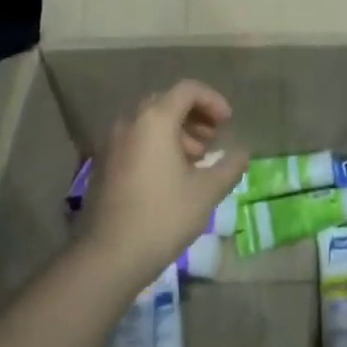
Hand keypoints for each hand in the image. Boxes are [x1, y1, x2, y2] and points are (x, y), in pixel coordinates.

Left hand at [81, 80, 248, 291]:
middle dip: (195, 116)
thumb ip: (229, 166)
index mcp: (155, 120)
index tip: (228, 123)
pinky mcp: (104, 164)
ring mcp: (113, 143)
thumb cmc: (163, 217)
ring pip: (150, 122)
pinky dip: (158, 144)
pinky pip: (136, 139)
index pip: (188, 90)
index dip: (213, 100)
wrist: (108, 256)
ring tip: (196, 161)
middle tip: (213, 141)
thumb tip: (242, 153)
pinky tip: (171, 175)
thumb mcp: (206, 192)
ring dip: (177, 131)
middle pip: (167, 102)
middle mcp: (130, 122)